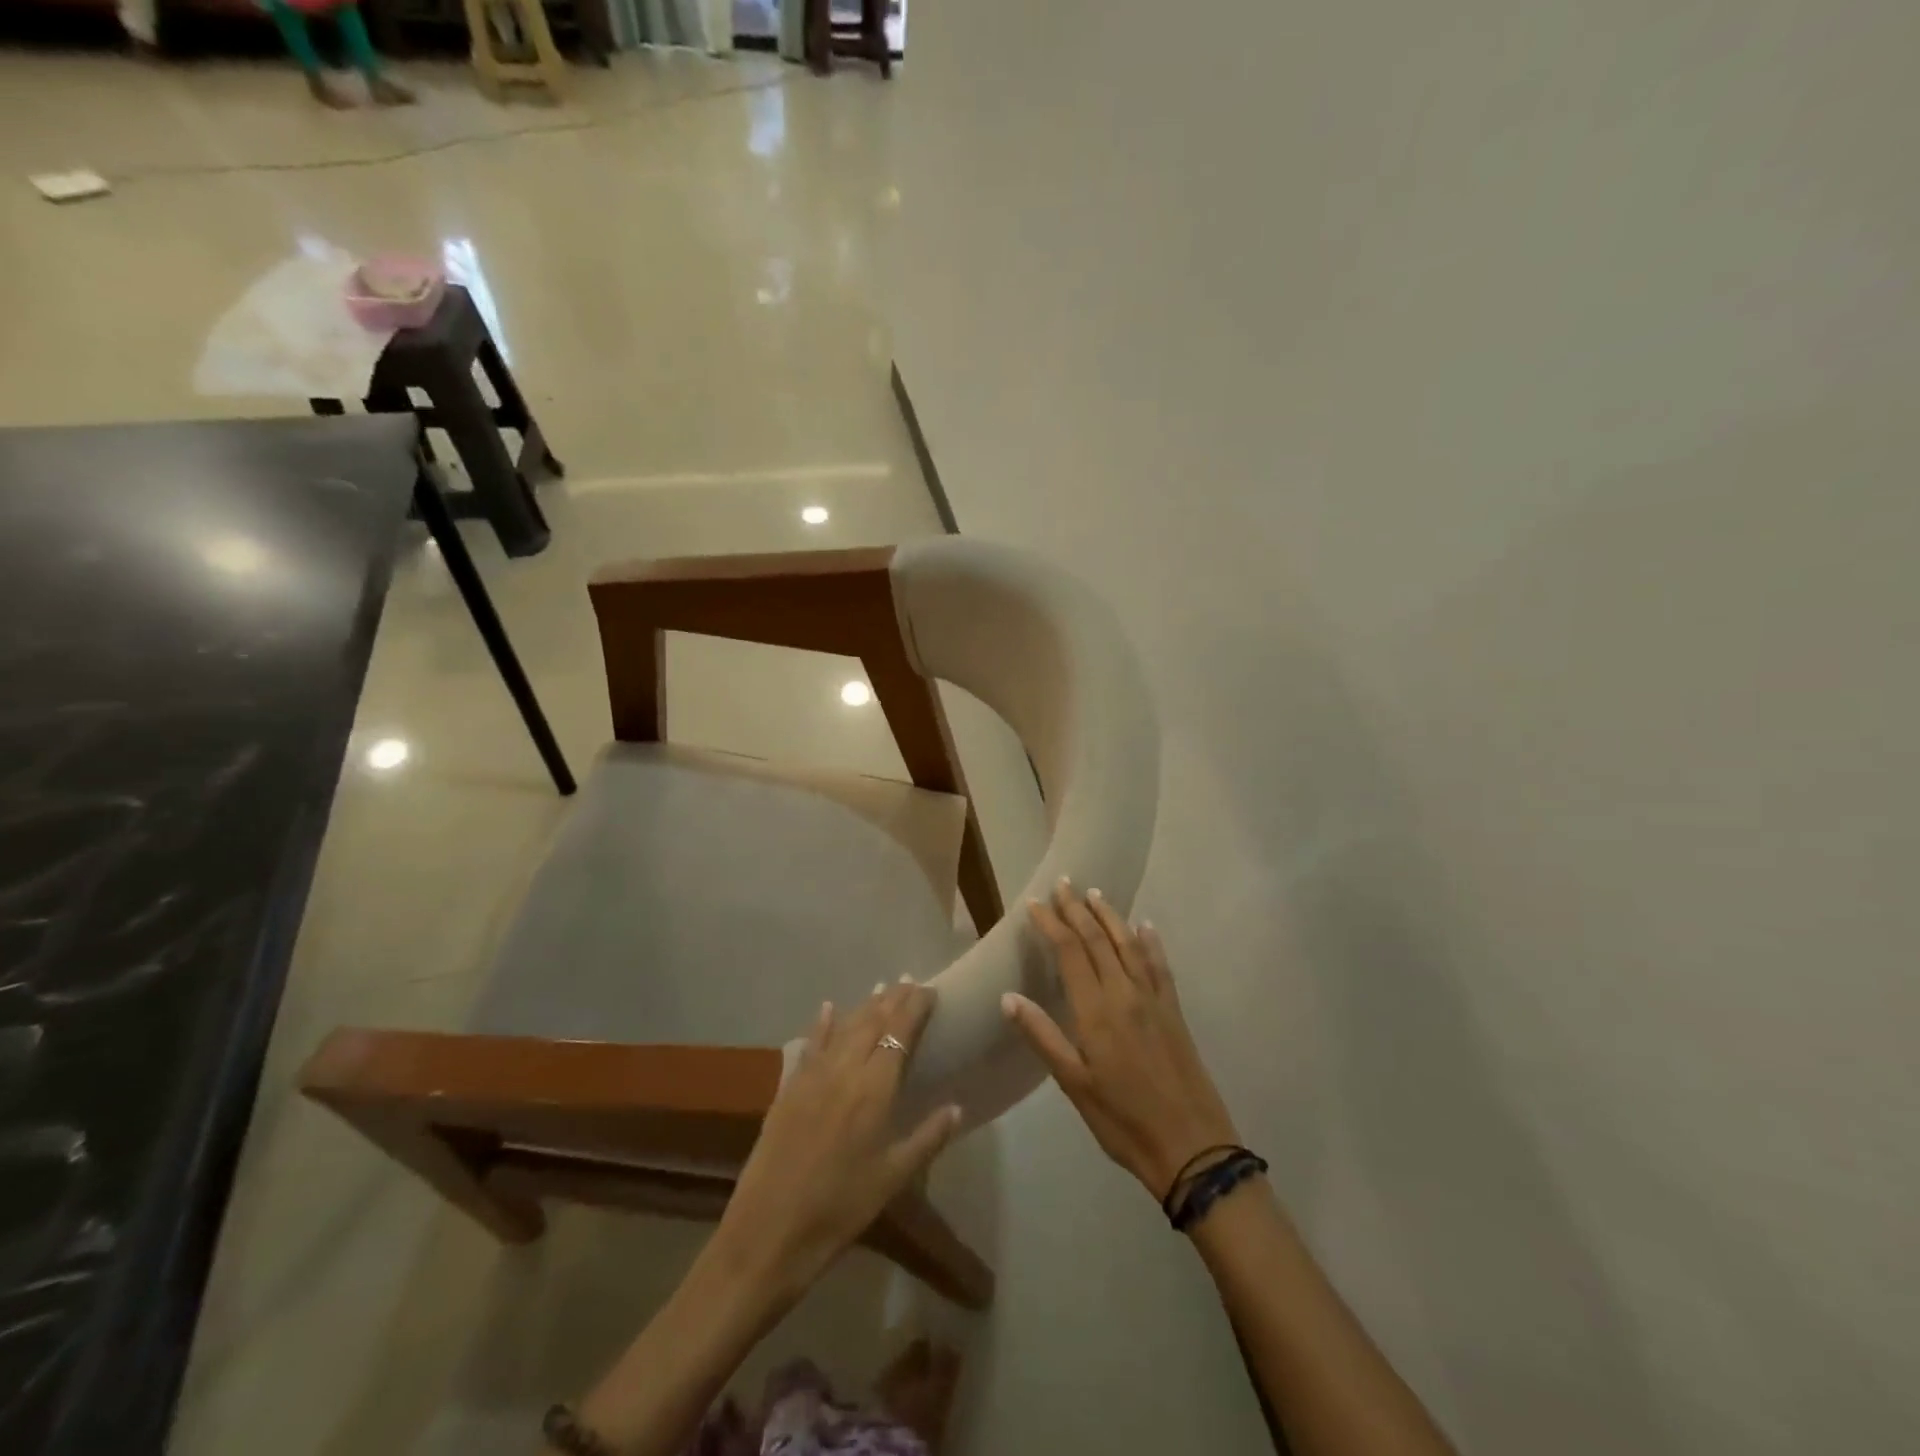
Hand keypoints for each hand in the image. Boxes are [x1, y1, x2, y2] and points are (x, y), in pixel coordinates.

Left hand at [712, 981, 962, 1299]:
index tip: (930, 990)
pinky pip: (810, 1045)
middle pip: (872, 1021)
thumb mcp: (893, 1179)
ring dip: (864, 1006)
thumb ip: (927, 1138)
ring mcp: (812, 1076)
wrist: (767, 1234)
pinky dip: (822, 1024)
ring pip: (843, 1028)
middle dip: (893, 998)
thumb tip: (957, 1106)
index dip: (915, 1007)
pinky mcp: (788, 1089)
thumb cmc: (839, 1210)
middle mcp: (844, 1070)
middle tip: (910, 981)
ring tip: (881, 987)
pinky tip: (828, 1008)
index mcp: (874, 1089)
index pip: (899, 1032)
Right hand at [1004, 880, 1239, 1201]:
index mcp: (1096, 1011)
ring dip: (1110, 916)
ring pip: (1129, 945)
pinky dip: (1151, 942)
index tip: (1034, 903)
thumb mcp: (1074, 1085)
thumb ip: (1043, 1036)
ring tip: (1095, 894)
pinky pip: (1160, 966)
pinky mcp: (1174, 1012)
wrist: (1192, 1147)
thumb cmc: (1123, 1121)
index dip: (1051, 924)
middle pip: (1098, 940)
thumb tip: (1008, 997)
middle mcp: (1125, 994)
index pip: (1070, 952)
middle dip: (1078, 909)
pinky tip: (1145, 927)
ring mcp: (1154, 1000)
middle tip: (1062, 883)